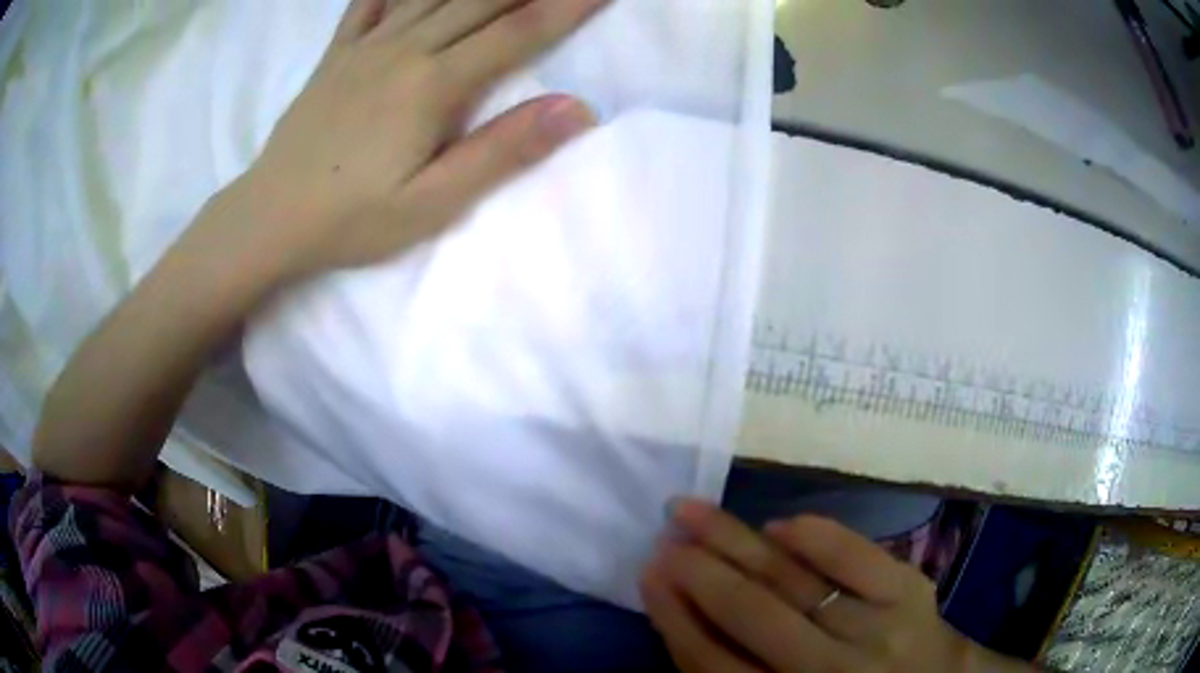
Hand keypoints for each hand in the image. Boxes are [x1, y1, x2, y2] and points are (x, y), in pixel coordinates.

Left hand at [220, 0, 603, 280]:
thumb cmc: (352, 219)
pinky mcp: (338, 53)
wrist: (270, 216)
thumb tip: (577, 109)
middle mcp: (405, 49)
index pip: (519, 32)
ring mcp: (367, 46)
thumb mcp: (433, 202)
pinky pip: (370, 1)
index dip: (567, 6)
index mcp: (434, 84)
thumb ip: (502, 151)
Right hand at [641, 500, 1023, 672]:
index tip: (648, 575)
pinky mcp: (909, 590)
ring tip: (695, 511)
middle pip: (751, 614)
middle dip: (698, 571)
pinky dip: (816, 536)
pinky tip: (778, 524)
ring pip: (795, 579)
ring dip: (738, 541)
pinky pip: (857, 556)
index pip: (714, 663)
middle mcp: (829, 671)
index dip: (675, 616)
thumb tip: (683, 617)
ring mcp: (875, 626)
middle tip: (665, 535)